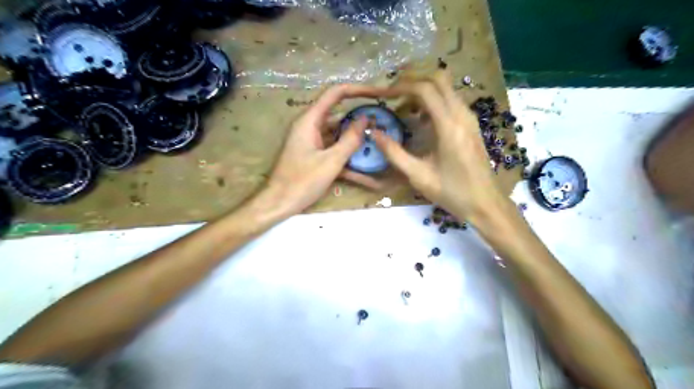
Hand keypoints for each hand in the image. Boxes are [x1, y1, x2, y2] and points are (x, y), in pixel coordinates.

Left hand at [263, 84, 387, 215]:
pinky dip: (347, 154)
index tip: (379, 93)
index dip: (358, 90)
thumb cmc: (302, 182)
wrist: (279, 203)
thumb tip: (365, 118)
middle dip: (360, 116)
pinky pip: (334, 148)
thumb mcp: (331, 161)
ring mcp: (312, 141)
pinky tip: (366, 167)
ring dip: (356, 137)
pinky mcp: (314, 154)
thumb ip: (350, 139)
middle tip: (383, 120)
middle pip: (338, 113)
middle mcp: (310, 126)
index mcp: (310, 121)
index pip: (336, 94)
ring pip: (338, 133)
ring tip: (379, 139)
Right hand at [372, 69, 510, 224]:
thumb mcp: (418, 175)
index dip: (401, 87)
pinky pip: (450, 100)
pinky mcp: (470, 123)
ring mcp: (469, 117)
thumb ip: (394, 153)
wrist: (485, 203)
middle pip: (438, 77)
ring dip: (422, 89)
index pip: (425, 89)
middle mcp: (462, 114)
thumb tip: (374, 133)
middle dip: (412, 78)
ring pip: (445, 87)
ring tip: (401, 106)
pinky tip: (419, 118)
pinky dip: (432, 100)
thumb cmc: (452, 192)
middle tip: (392, 92)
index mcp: (449, 126)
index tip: (383, 95)